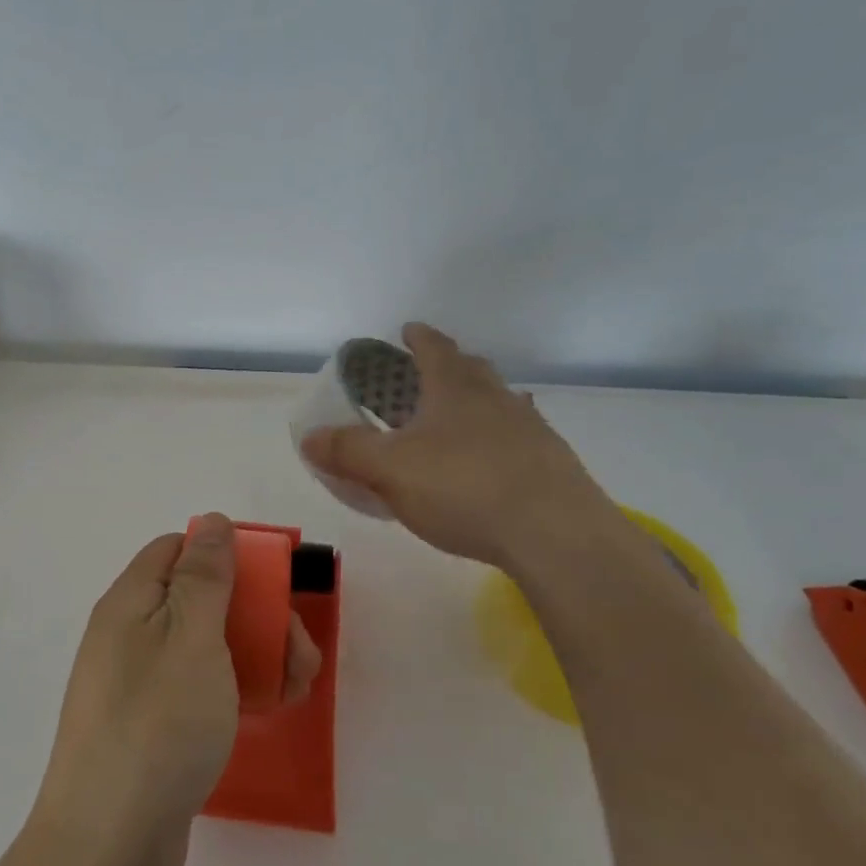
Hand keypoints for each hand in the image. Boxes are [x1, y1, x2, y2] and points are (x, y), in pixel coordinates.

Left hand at [29, 514, 320, 865]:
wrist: (108, 847)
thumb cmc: (157, 726)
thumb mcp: (192, 637)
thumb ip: (205, 575)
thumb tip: (211, 522)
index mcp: (130, 602)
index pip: (176, 550)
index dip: (225, 556)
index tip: (270, 585)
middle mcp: (128, 636)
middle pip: (199, 599)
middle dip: (256, 615)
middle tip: (297, 653)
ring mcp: (138, 684)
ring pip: (206, 646)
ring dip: (255, 655)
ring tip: (295, 688)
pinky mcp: (151, 727)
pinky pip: (198, 688)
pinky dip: (234, 690)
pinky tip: (265, 712)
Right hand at [301, 323, 616, 572]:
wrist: (555, 534)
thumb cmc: (463, 488)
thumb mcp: (389, 470)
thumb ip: (347, 451)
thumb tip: (310, 437)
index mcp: (455, 388)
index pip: (434, 348)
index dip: (418, 337)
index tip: (407, 330)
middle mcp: (496, 398)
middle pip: (471, 370)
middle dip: (448, 367)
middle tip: (425, 377)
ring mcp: (531, 430)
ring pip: (499, 404)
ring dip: (476, 405)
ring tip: (455, 422)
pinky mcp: (552, 465)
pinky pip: (517, 440)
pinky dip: (496, 443)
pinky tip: (489, 466)